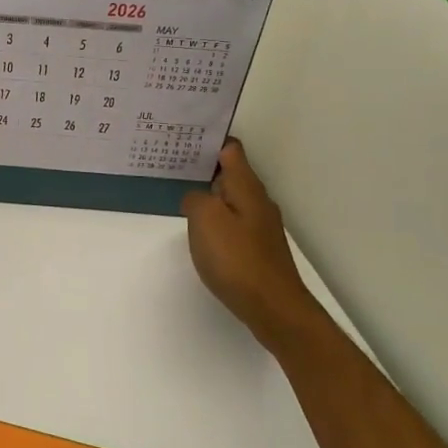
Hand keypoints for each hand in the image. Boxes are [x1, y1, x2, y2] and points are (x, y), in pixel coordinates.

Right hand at [181, 139, 309, 335]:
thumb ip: (195, 199)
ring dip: (209, 195)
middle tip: (173, 165)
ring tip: (182, 196)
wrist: (274, 308)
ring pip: (231, 199)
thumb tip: (195, 197)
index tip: (183, 138)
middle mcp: (257, 201)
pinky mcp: (258, 250)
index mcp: (247, 187)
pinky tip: (201, 232)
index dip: (209, 140)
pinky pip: (233, 223)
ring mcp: (260, 227)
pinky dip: (216, 220)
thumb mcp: (205, 219)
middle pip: (231, 173)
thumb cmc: (237, 259)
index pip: (230, 149)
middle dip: (205, 167)